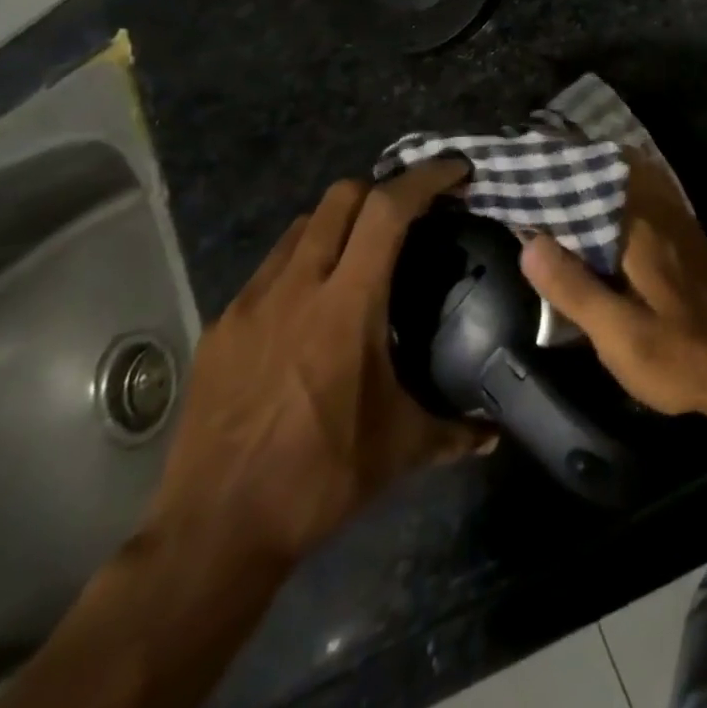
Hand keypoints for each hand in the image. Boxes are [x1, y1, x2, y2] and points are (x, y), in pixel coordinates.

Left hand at [146, 164, 491, 569]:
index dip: (425, 179)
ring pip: (302, 226)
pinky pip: (271, 266)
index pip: (387, 210)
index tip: (456, 172)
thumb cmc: (318, 478)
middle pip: (341, 198)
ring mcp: (250, 304)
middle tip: (414, 212)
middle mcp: (296, 288)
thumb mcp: (399, 449)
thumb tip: (495, 433)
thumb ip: (455, 430)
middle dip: (384, 190)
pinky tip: (315, 301)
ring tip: (366, 250)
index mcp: (346, 305)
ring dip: (341, 222)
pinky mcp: (221, 328)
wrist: (211, 535)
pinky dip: (304, 260)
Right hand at [520, 156, 706, 422]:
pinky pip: (644, 201)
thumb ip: (573, 288)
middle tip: (534, 177)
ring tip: (558, 188)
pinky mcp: (683, 238)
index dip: (558, 174)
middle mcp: (661, 214)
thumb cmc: (676, 354)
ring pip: (630, 185)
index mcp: (642, 229)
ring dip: (596, 182)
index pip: (594, 181)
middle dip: (574, 172)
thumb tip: (530, 242)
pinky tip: (597, 215)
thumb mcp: (617, 333)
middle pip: (612, 175)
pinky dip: (617, 198)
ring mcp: (677, 223)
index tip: (525, 171)